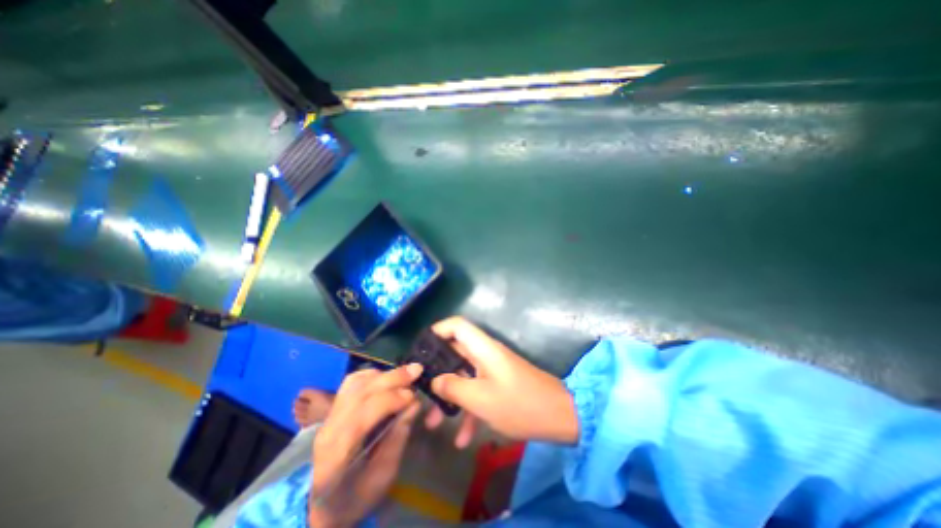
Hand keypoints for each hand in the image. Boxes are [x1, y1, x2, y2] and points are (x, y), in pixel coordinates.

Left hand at [309, 364, 421, 525]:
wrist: (323, 507)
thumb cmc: (356, 497)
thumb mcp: (383, 476)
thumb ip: (398, 438)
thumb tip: (415, 404)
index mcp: (338, 453)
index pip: (364, 413)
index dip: (391, 399)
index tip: (414, 395)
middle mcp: (329, 428)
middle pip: (360, 391)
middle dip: (392, 378)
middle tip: (417, 370)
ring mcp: (328, 416)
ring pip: (355, 383)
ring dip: (383, 374)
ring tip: (404, 374)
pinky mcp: (333, 409)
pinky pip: (351, 383)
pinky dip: (372, 375)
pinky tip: (386, 377)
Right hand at [425, 317, 573, 450]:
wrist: (560, 417)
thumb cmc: (519, 403)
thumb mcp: (481, 399)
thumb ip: (453, 387)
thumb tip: (435, 380)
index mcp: (482, 348)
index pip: (457, 325)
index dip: (438, 330)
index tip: (421, 349)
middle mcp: (486, 354)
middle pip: (455, 353)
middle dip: (437, 374)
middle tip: (421, 392)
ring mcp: (493, 370)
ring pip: (464, 376)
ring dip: (450, 397)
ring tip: (433, 423)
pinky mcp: (499, 384)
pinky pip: (478, 391)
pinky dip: (469, 410)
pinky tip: (463, 439)